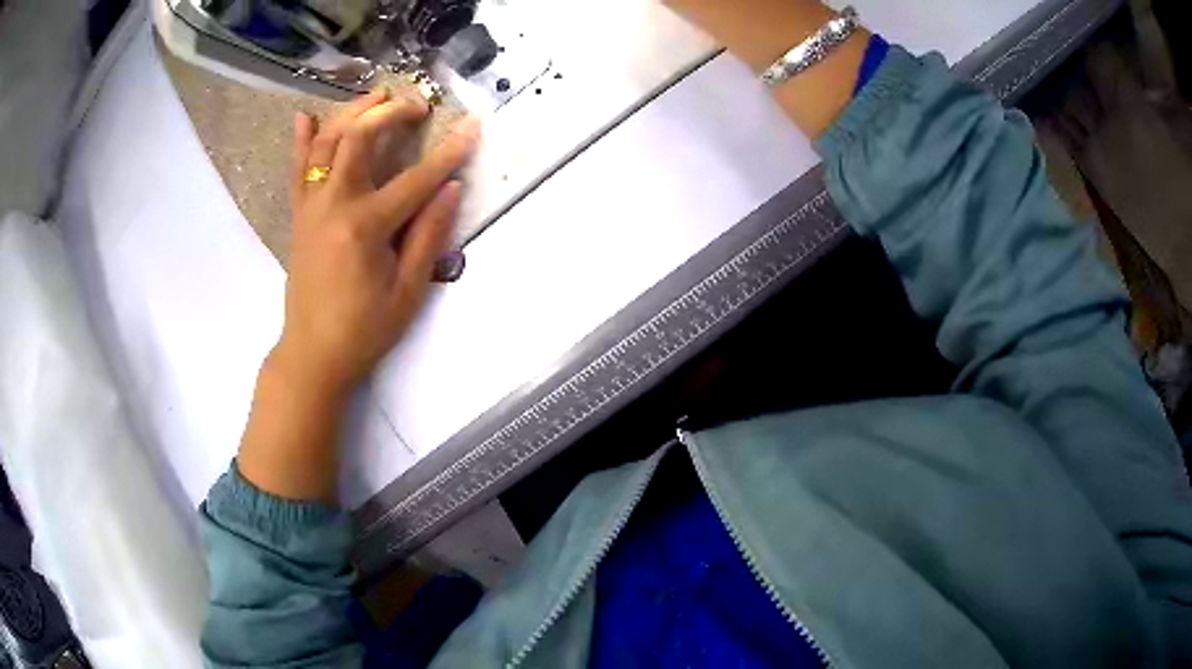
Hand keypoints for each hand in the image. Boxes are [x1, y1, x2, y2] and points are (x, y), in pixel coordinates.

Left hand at [274, 90, 479, 395]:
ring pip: (326, 143)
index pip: (415, 179)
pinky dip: (302, 140)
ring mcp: (311, 207)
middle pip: (359, 138)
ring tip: (376, 95)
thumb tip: (451, 188)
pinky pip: (297, 170)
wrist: (312, 355)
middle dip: (391, 111)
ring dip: (352, 112)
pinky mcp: (299, 216)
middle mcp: (334, 205)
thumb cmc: (364, 330)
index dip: (448, 152)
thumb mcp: (408, 292)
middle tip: (417, 105)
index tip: (471, 126)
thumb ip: (429, 236)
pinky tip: (306, 116)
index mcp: (365, 227)